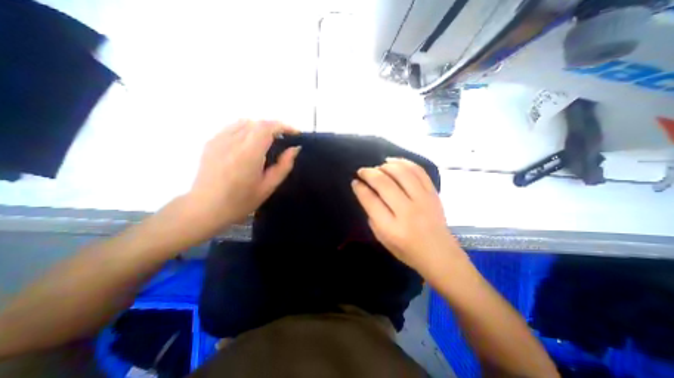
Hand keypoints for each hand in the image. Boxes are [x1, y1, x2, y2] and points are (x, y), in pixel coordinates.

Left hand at [184, 119, 299, 234]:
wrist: (205, 208)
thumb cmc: (240, 201)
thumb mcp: (268, 187)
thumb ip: (284, 166)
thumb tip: (294, 149)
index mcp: (248, 154)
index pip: (267, 128)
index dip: (283, 126)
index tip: (295, 133)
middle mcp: (232, 142)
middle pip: (257, 123)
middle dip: (275, 127)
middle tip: (285, 138)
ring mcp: (219, 140)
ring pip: (245, 122)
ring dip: (261, 127)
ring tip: (269, 139)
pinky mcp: (211, 142)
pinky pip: (233, 127)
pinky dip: (247, 129)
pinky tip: (250, 141)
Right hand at [350, 159, 466, 275]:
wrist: (440, 254)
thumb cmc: (407, 250)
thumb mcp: (382, 238)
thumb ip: (372, 215)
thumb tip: (366, 192)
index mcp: (391, 228)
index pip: (371, 200)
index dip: (359, 188)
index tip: (355, 181)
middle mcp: (407, 212)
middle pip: (384, 183)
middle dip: (369, 173)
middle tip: (362, 171)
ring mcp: (423, 200)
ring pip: (401, 173)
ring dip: (385, 166)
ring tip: (378, 167)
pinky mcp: (433, 193)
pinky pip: (418, 171)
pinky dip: (404, 163)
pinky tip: (393, 162)